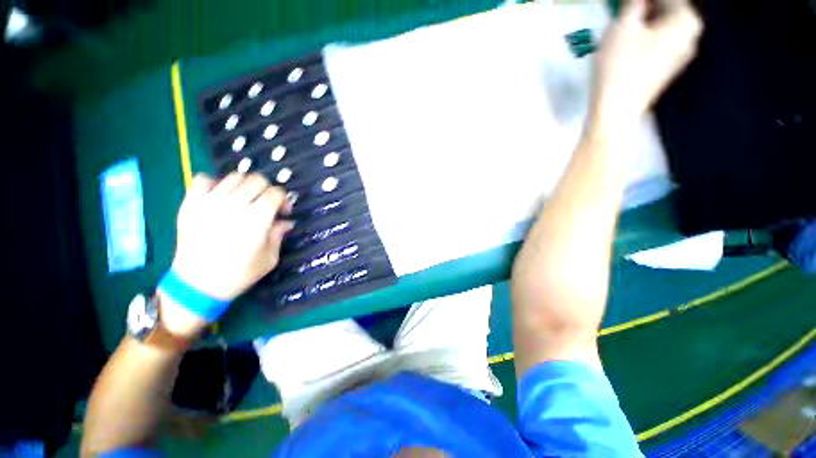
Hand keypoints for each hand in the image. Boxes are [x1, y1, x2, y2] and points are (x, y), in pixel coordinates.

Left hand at [160, 173, 292, 335]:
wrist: (196, 285)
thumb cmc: (239, 274)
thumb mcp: (270, 258)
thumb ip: (279, 235)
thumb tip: (286, 221)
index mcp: (256, 220)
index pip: (276, 193)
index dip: (284, 199)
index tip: (283, 211)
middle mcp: (233, 206)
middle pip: (257, 180)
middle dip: (267, 190)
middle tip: (266, 204)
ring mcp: (209, 202)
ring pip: (234, 176)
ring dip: (245, 186)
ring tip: (244, 200)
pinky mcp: (190, 204)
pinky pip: (203, 179)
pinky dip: (215, 183)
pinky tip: (219, 196)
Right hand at [590, 0, 702, 128]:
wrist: (616, 109)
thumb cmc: (620, 65)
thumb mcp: (622, 25)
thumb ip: (634, 3)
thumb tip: (639, 0)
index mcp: (687, 20)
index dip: (642, 0)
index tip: (624, 5)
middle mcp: (691, 36)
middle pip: (667, 11)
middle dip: (645, 9)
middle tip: (622, 13)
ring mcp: (680, 56)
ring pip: (662, 28)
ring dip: (643, 24)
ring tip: (622, 27)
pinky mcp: (667, 71)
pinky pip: (658, 45)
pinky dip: (644, 40)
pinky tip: (627, 46)